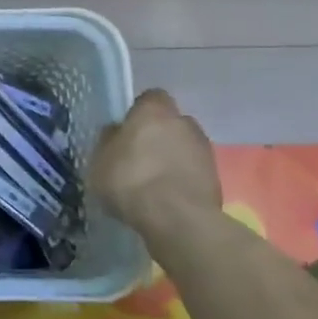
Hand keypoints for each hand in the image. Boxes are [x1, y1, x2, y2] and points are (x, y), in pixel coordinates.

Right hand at [89, 89, 221, 228]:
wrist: (178, 220)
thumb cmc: (131, 180)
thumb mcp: (100, 160)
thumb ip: (109, 141)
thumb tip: (116, 132)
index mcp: (154, 110)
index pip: (150, 98)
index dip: (140, 112)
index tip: (128, 130)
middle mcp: (184, 122)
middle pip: (171, 122)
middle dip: (159, 135)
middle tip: (141, 157)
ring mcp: (205, 150)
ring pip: (184, 147)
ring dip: (174, 158)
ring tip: (155, 181)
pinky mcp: (217, 178)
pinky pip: (194, 171)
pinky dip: (184, 179)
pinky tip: (169, 198)